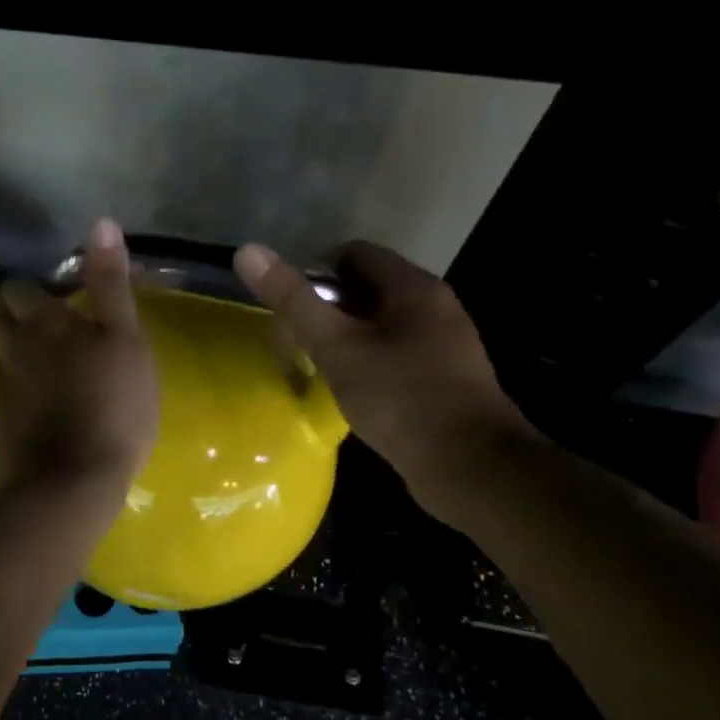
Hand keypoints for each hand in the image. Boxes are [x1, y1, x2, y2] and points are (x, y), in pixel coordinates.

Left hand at [0, 219, 158, 494]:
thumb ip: (110, 283)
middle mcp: (13, 346)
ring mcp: (1, 386)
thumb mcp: (125, 339)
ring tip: (35, 362)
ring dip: (9, 350)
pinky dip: (13, 389)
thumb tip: (100, 223)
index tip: (55, 298)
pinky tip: (32, 403)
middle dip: (13, 315)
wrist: (70, 483)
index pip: (21, 288)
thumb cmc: (112, 405)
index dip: (35, 290)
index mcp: (44, 321)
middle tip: (44, 327)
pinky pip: (0, 392)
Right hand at [233, 240, 532, 505]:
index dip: (314, 271)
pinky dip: (368, 359)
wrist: (472, 468)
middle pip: (367, 286)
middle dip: (328, 306)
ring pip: (381, 321)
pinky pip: (396, 350)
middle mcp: (434, 305)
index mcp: (413, 287)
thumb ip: (293, 300)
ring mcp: (444, 342)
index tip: (289, 306)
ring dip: (346, 335)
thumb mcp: (336, 347)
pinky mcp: (445, 376)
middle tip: (297, 338)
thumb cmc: (400, 398)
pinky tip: (352, 388)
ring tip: (318, 364)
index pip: (354, 252)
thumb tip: (247, 251)